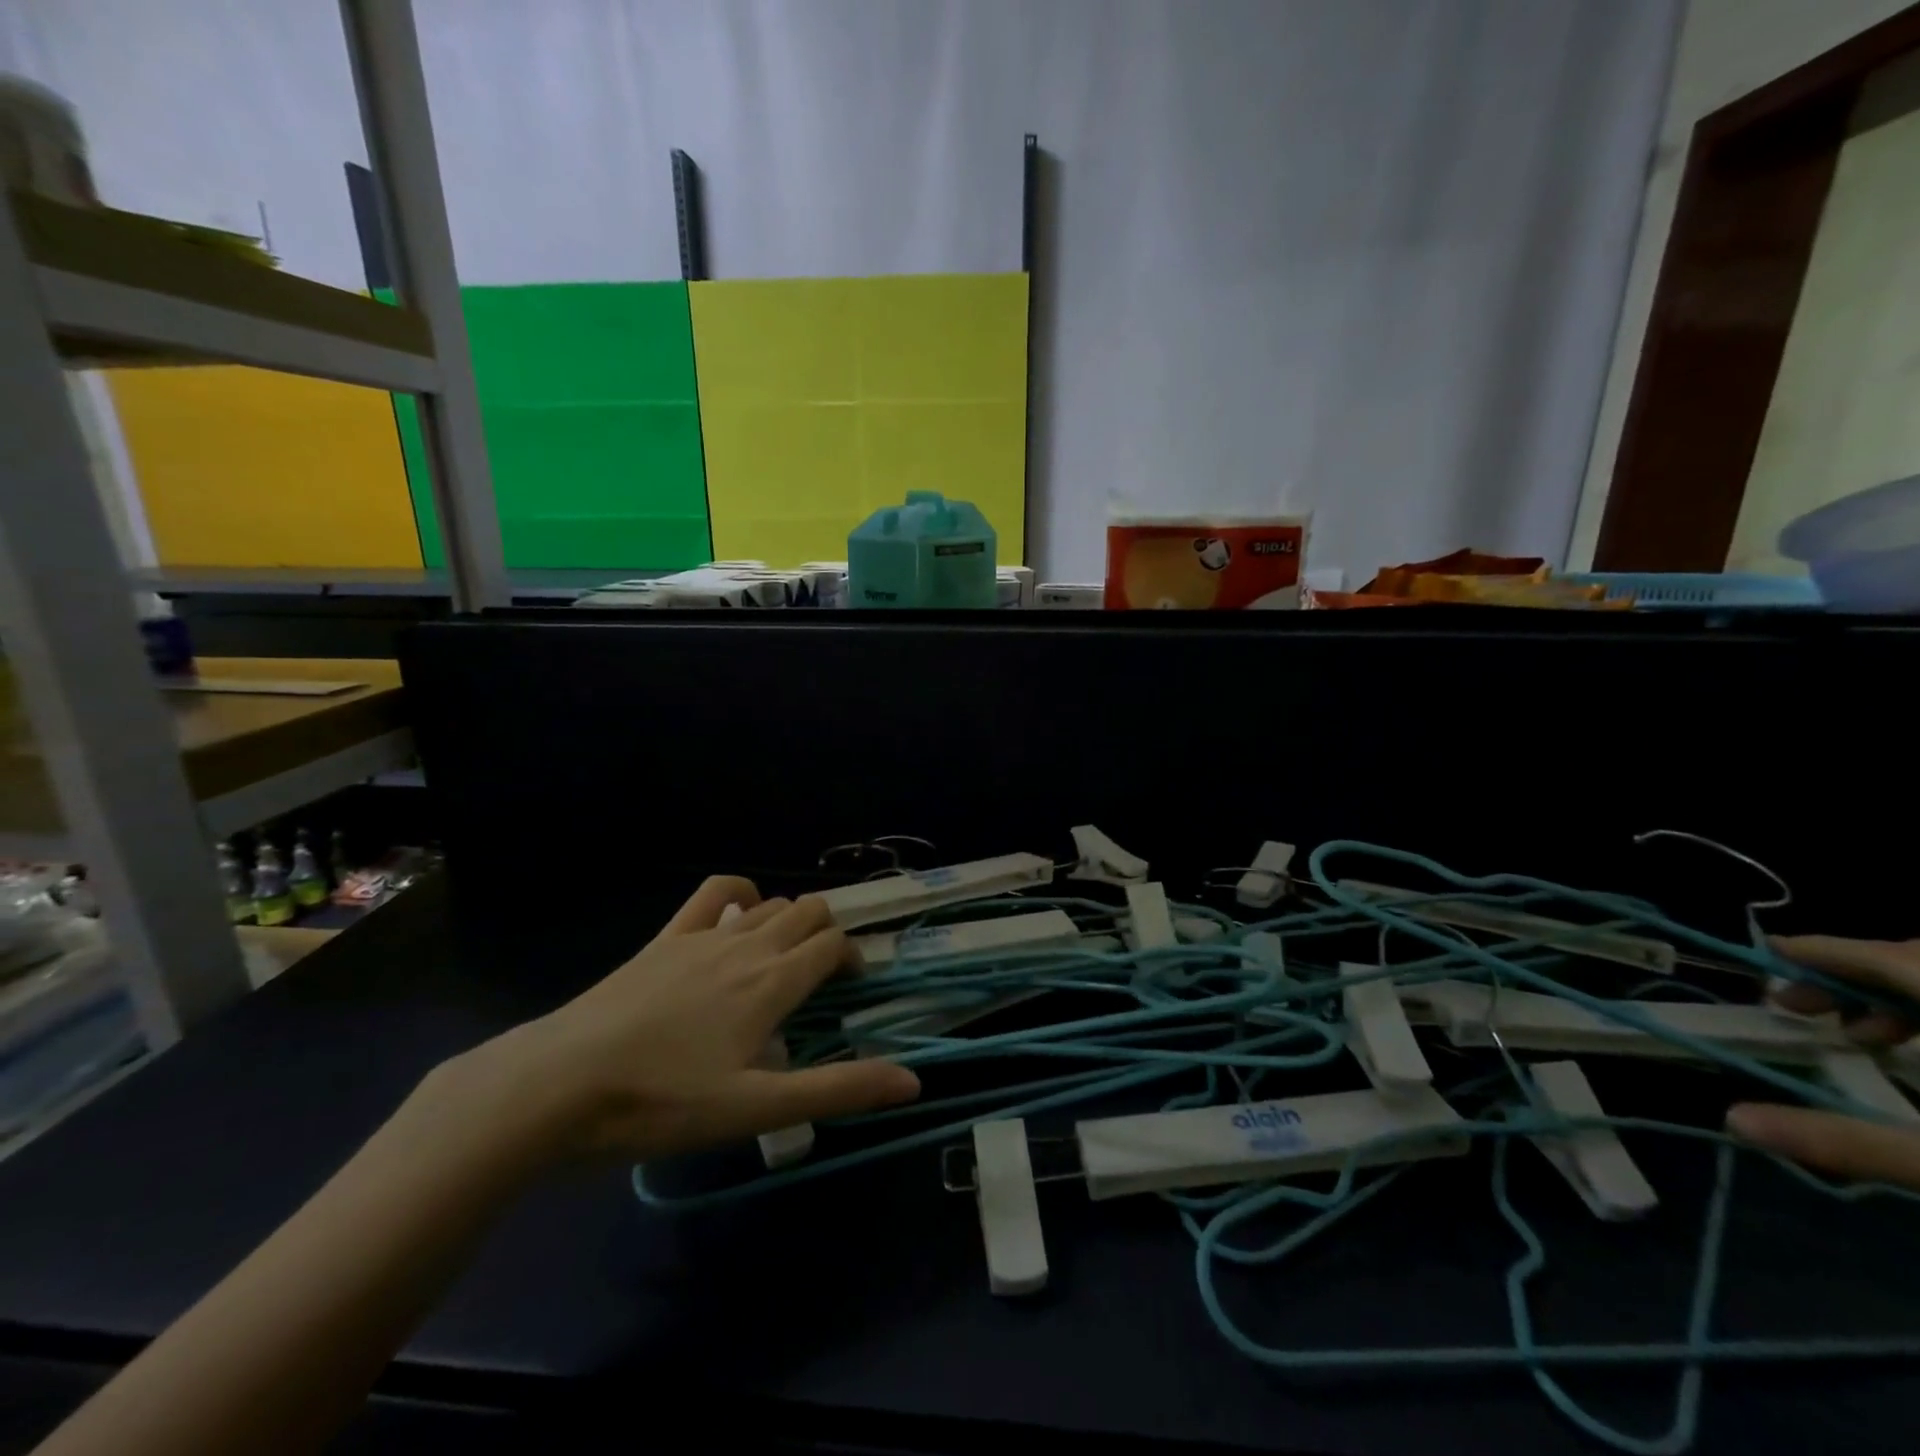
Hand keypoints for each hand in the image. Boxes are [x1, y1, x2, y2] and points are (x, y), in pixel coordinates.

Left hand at [442, 877, 920, 1167]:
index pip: (832, 945)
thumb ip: (837, 1090)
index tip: (849, 988)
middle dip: (827, 933)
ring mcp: (703, 936)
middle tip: (822, 977)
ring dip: (790, 920)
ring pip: (769, 904)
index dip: (851, 958)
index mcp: (773, 983)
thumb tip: (913, 1081)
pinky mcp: (665, 938)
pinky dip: (739, 894)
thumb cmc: (663, 1102)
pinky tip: (739, 914)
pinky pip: (713, 893)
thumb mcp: (757, 1108)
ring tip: (785, 959)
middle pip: (807, 912)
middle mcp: (747, 946)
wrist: (559, 1085)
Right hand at [1725, 935, 1919, 1187]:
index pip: (1881, 956)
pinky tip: (1914, 1055)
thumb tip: (1733, 1120)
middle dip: (1847, 976)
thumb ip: (1850, 1141)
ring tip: (1854, 1033)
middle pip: (1912, 960)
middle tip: (1796, 1005)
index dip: (1817, 951)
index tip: (1762, 955)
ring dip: (1893, 997)